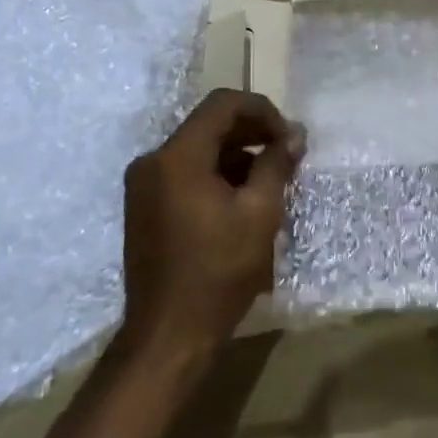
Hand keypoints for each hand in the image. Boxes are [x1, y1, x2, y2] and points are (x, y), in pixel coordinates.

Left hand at [121, 90, 303, 358]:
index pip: (222, 104)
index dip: (262, 111)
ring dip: (236, 154)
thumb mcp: (259, 214)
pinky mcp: (145, 206)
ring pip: (198, 149)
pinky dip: (216, 174)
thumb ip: (276, 165)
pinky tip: (244, 197)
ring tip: (272, 177)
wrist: (169, 333)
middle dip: (252, 132)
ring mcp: (144, 185)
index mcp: (177, 158)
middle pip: (208, 125)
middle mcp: (153, 162)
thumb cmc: (219, 271)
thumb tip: (293, 135)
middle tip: (287, 153)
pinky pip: (185, 173)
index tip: (289, 136)